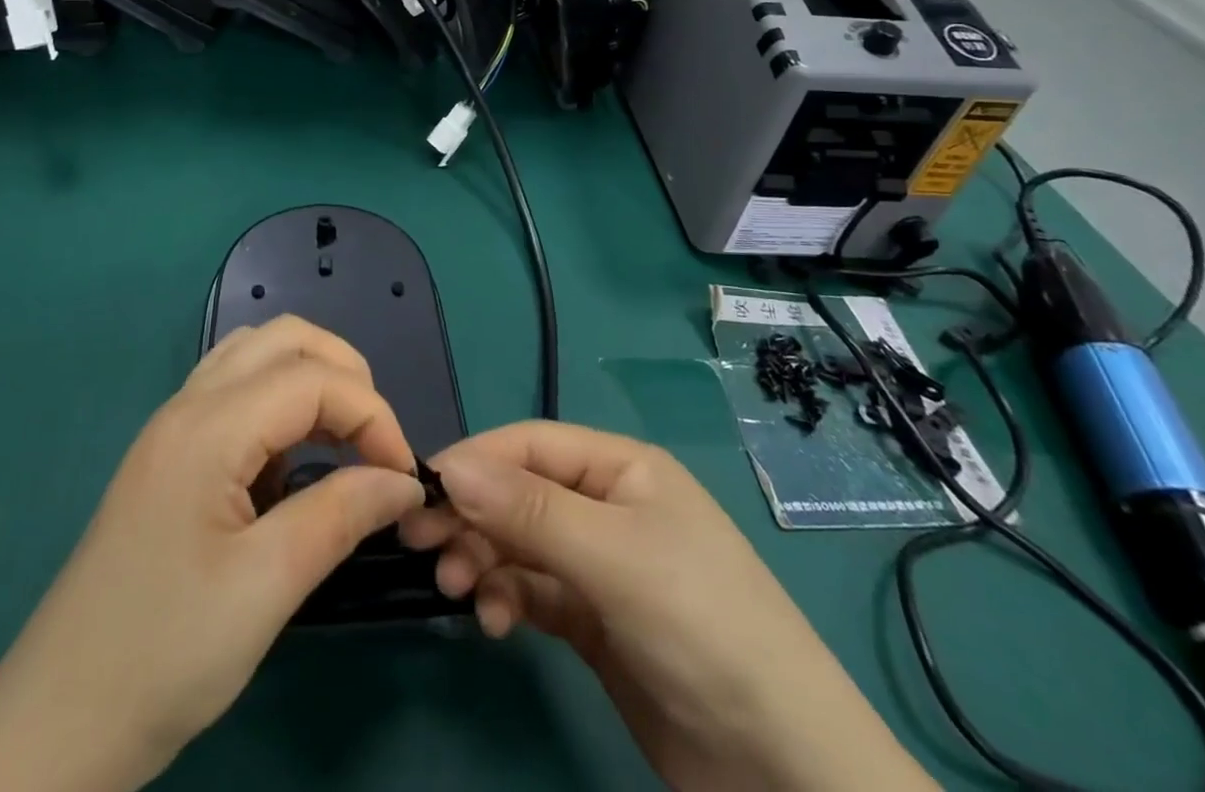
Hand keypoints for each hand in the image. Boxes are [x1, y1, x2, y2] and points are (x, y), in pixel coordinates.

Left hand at [0, 316, 425, 791]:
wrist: (56, 725)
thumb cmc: (165, 655)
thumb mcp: (267, 588)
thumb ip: (342, 515)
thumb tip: (405, 481)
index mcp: (208, 427)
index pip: (313, 378)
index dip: (373, 416)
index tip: (403, 478)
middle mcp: (188, 405)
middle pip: (285, 338)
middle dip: (346, 375)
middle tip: (376, 444)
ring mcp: (172, 425)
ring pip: (256, 352)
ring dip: (312, 377)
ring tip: (344, 440)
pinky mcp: (168, 453)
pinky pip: (235, 388)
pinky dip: (280, 400)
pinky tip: (290, 459)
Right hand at [401, 423, 935, 791]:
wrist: (785, 771)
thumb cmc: (702, 628)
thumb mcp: (614, 558)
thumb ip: (529, 510)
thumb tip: (449, 466)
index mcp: (621, 468)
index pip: (530, 445)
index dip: (475, 461)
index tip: (419, 490)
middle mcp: (607, 506)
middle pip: (519, 492)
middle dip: (472, 514)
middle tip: (421, 545)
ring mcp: (600, 565)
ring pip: (519, 542)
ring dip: (483, 558)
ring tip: (458, 589)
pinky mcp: (593, 620)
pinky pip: (533, 590)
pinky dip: (507, 598)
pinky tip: (496, 622)